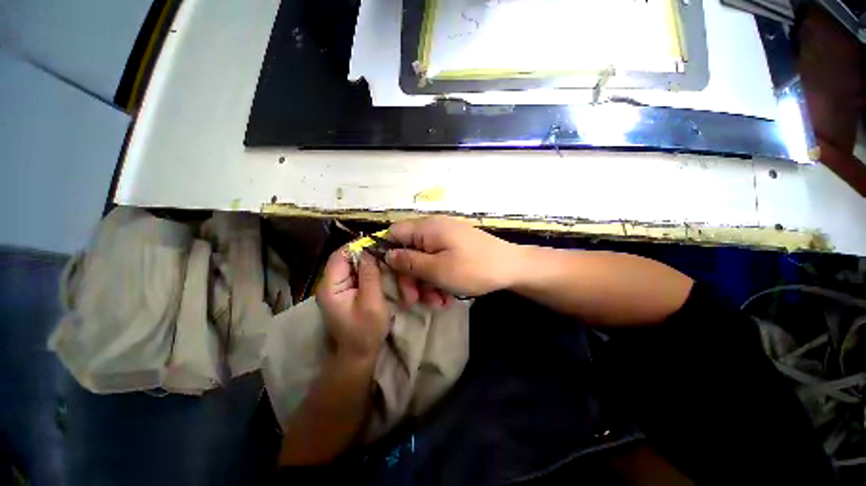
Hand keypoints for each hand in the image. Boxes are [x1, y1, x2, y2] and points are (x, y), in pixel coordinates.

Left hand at [316, 248, 389, 361]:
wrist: (359, 355)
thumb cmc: (365, 331)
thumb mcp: (371, 302)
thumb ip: (370, 275)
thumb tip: (369, 250)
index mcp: (330, 286)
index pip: (339, 255)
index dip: (357, 246)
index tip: (378, 243)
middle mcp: (329, 284)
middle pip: (345, 258)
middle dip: (365, 253)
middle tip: (385, 251)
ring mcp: (337, 288)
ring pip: (351, 265)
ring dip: (368, 261)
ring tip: (385, 259)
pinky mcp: (345, 292)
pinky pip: (356, 274)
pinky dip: (368, 270)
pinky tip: (381, 271)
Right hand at [385, 217, 521, 298]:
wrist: (512, 267)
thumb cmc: (473, 268)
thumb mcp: (437, 269)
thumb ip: (409, 262)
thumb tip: (388, 255)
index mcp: (426, 228)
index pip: (394, 233)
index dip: (389, 254)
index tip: (393, 276)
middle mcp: (434, 229)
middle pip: (409, 251)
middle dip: (411, 278)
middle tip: (415, 301)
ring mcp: (446, 239)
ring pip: (424, 261)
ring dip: (426, 283)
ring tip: (437, 303)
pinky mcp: (455, 249)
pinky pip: (438, 262)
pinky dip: (438, 279)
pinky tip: (446, 297)